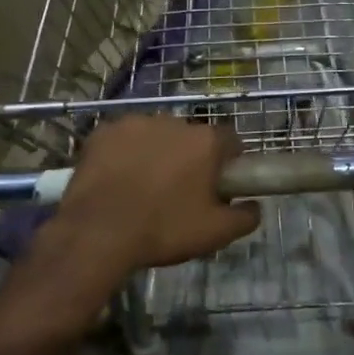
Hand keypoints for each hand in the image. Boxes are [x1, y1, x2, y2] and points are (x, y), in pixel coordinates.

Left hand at [50, 117, 260, 275]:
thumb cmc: (164, 229)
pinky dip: (124, 154)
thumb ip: (246, 216)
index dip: (229, 163)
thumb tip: (255, 206)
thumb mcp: (215, 233)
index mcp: (205, 141)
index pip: (230, 141)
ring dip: (156, 153)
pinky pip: (123, 140)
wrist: (98, 232)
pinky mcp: (103, 132)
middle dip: (190, 158)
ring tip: (144, 187)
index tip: (221, 184)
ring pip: (155, 136)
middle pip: (191, 137)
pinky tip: (117, 180)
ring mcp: (134, 123)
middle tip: (181, 191)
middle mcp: (173, 121)